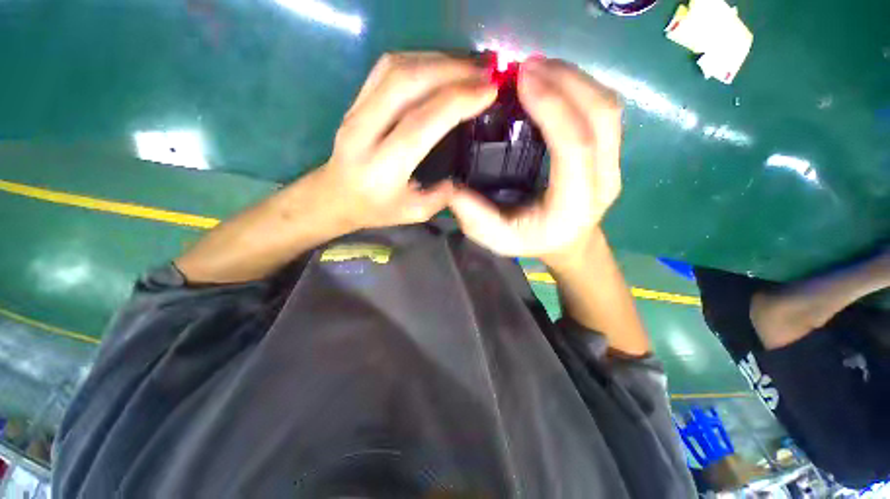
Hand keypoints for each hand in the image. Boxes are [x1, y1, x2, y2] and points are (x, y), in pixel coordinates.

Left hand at [314, 52, 496, 231]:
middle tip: (485, 72)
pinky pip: (386, 68)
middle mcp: (365, 132)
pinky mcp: (355, 100)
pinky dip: (418, 59)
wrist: (335, 196)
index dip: (457, 101)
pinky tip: (440, 65)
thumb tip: (462, 176)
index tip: (489, 91)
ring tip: (469, 66)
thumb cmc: (376, 209)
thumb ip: (441, 197)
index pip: (421, 123)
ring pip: (395, 68)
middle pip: (407, 83)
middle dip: (452, 71)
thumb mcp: (414, 213)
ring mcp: (355, 111)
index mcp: (382, 167)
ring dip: (437, 60)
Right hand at [448, 58, 622, 268]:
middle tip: (526, 66)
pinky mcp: (610, 151)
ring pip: (607, 107)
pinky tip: (553, 82)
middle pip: (600, 116)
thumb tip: (451, 185)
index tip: (522, 79)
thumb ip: (474, 217)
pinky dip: (579, 87)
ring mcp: (613, 163)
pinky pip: (603, 110)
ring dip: (574, 78)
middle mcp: (603, 180)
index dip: (553, 106)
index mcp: (574, 203)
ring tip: (537, 68)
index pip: (575, 146)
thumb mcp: (496, 239)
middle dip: (566, 81)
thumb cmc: (531, 242)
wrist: (568, 243)